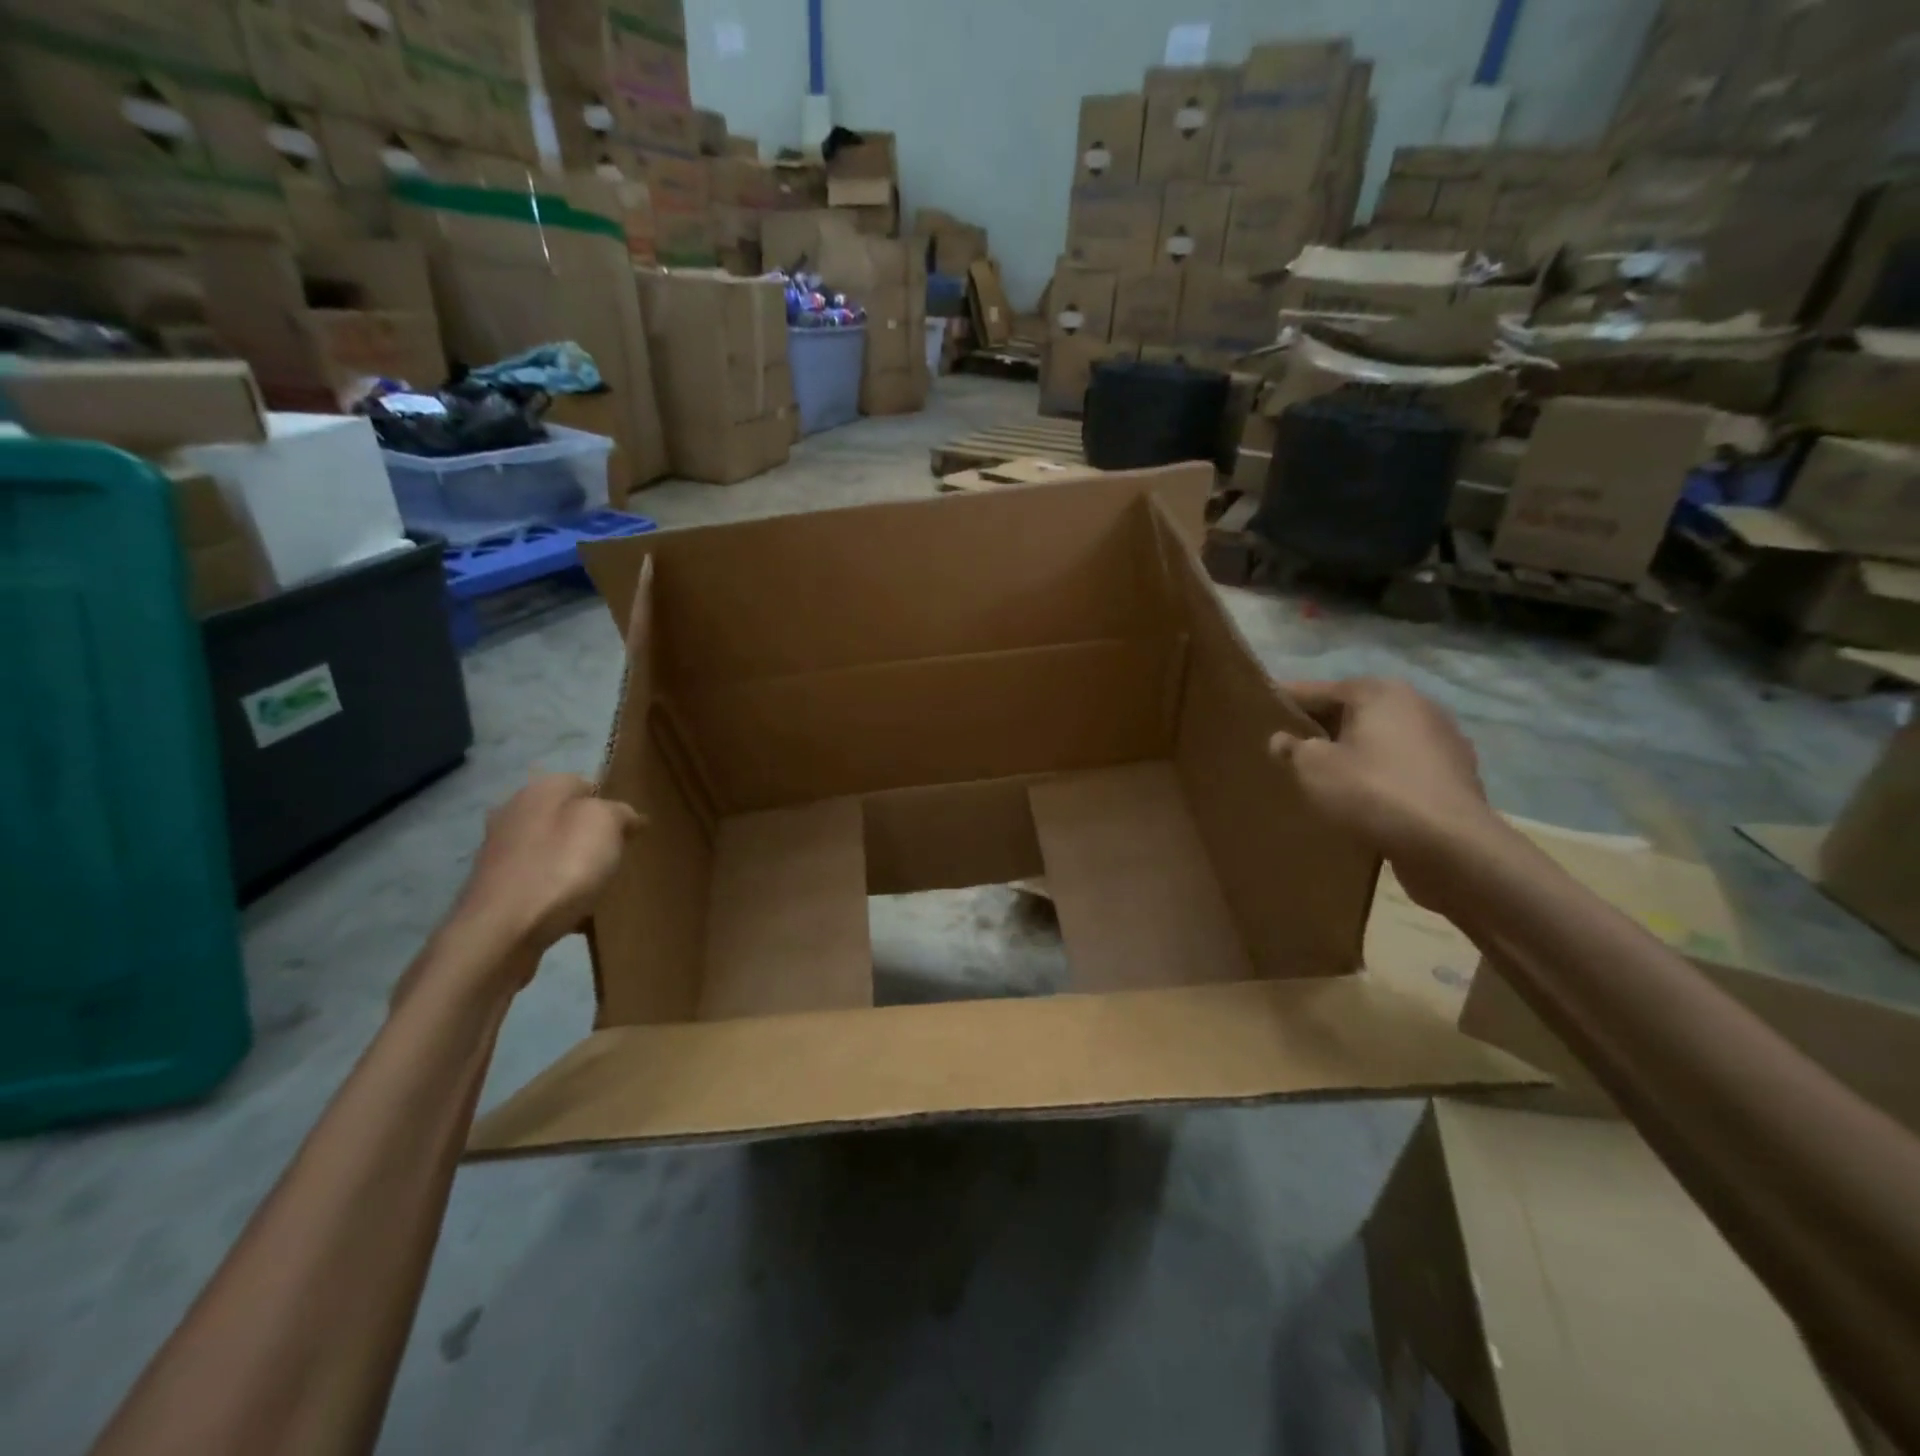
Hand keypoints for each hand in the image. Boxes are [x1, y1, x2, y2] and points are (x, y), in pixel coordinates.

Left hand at [452, 774, 642, 960]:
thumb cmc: (560, 867)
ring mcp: (498, 852)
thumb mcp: (606, 825)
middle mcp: (513, 813)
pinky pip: (538, 882)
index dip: (611, 805)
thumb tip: (626, 816)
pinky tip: (572, 911)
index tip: (630, 831)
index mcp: (540, 790)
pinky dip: (555, 892)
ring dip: (572, 864)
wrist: (501, 932)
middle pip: (565, 818)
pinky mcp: (494, 888)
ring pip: (550, 850)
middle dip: (590, 836)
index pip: (585, 784)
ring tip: (597, 887)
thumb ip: (620, 812)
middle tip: (616, 858)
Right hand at [1267, 677, 1498, 912]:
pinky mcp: (1455, 774)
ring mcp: (1442, 739)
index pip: (1317, 689)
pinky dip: (1380, 776)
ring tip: (1325, 778)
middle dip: (1321, 729)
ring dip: (1353, 753)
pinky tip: (1363, 800)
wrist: (1450, 846)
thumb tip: (1282, 740)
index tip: (1259, 715)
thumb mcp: (1313, 769)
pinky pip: (1402, 767)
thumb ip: (1292, 749)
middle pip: (1352, 712)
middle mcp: (1415, 704)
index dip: (1284, 703)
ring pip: (1379, 740)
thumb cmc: (1372, 792)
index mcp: (1378, 692)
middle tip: (1288, 751)